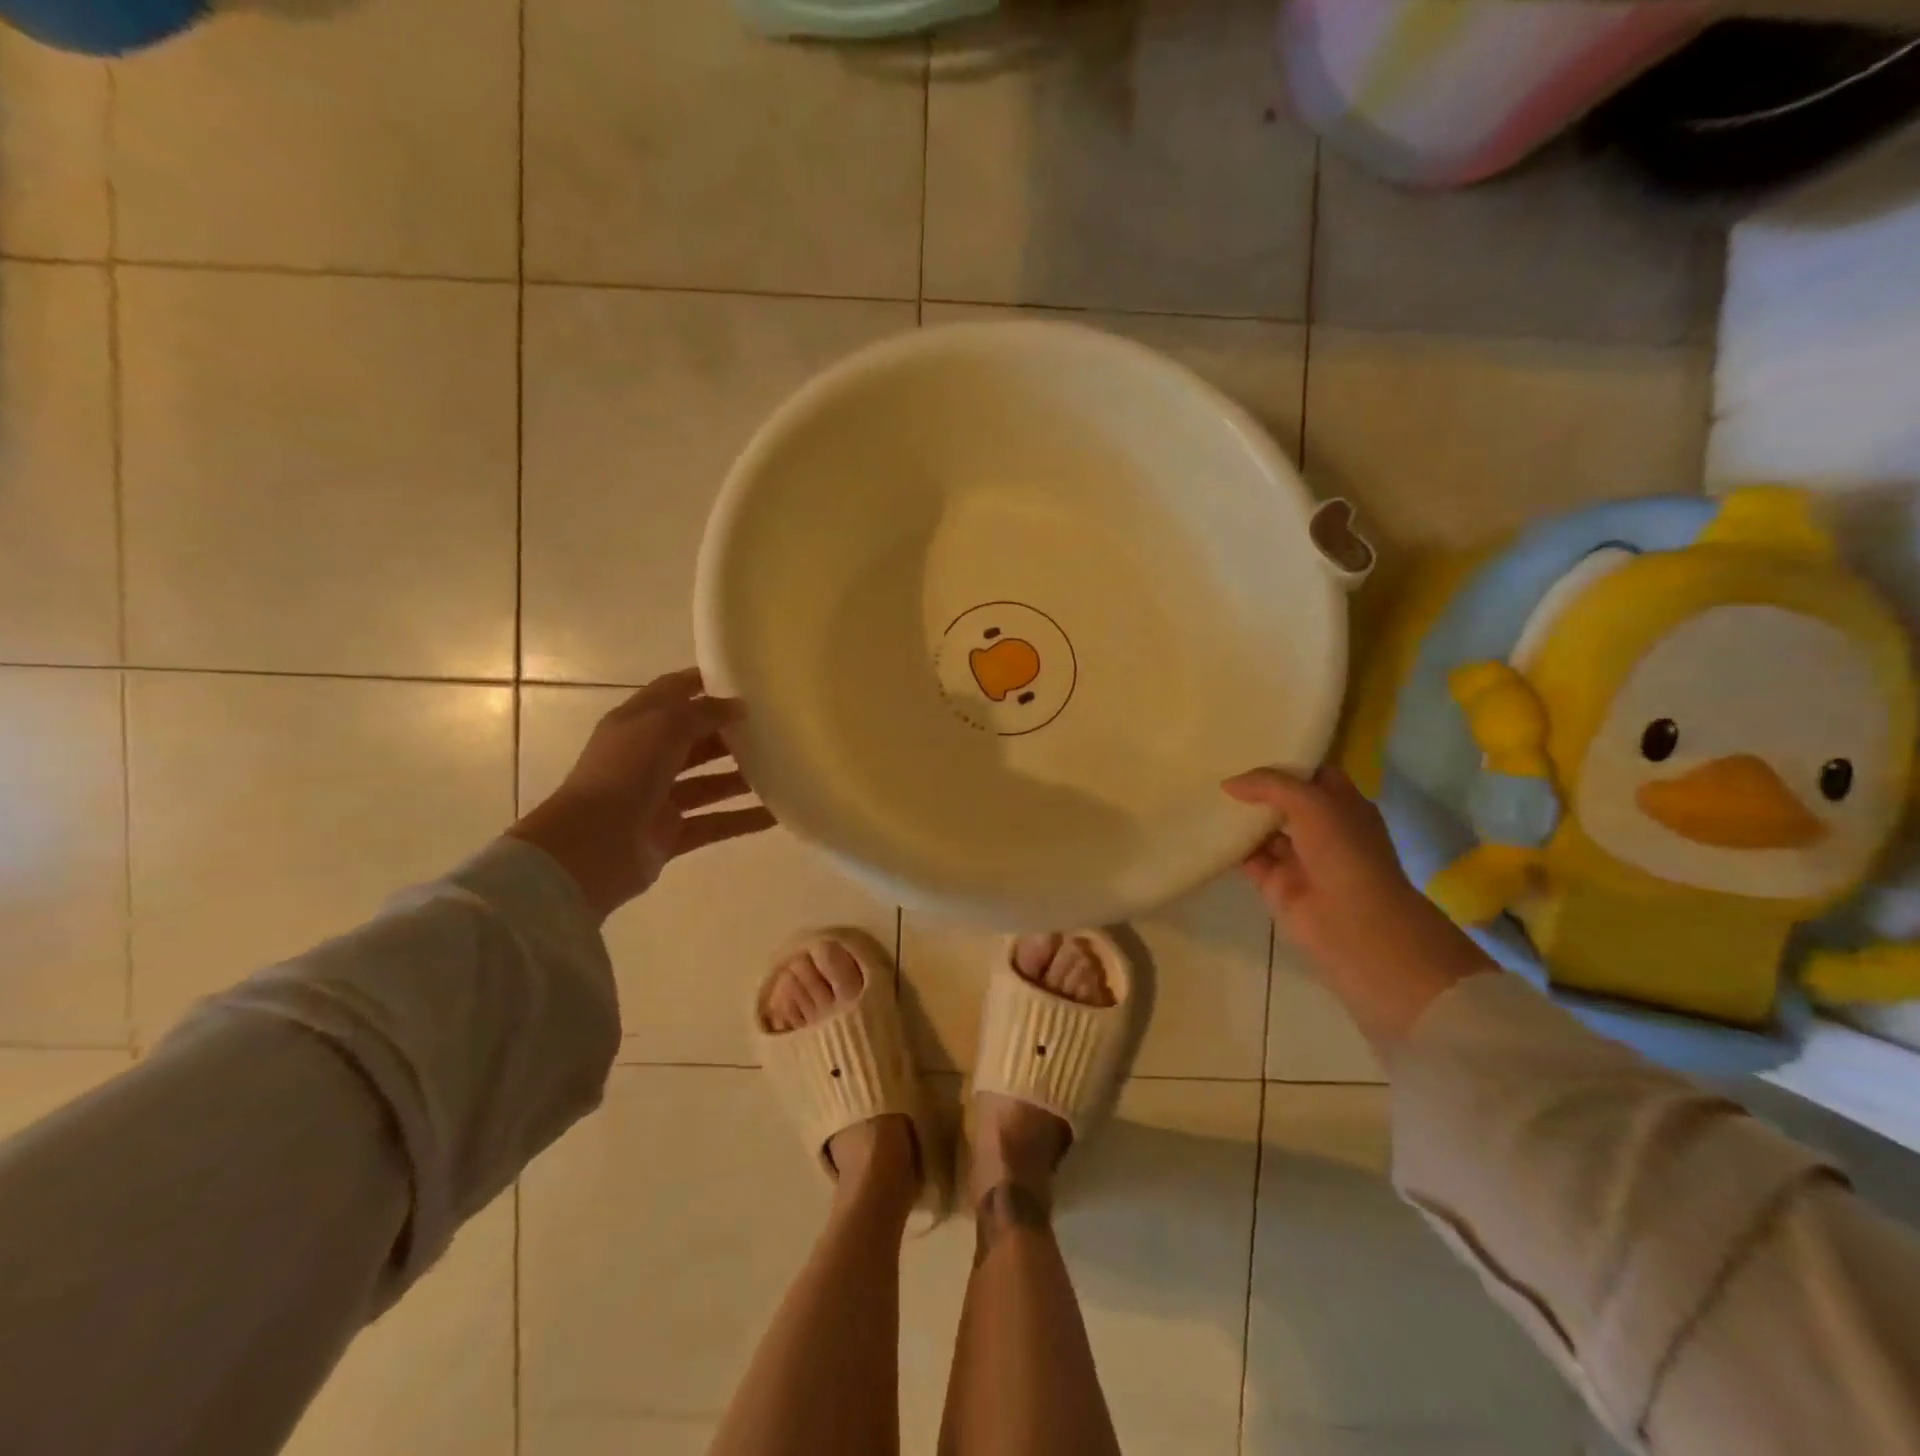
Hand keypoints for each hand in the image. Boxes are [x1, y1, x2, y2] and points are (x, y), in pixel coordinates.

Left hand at [510, 669, 775, 920]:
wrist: (591, 846)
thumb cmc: (625, 772)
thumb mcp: (664, 725)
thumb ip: (703, 712)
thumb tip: (736, 707)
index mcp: (636, 724)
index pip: (673, 693)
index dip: (704, 683)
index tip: (744, 680)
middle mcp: (646, 758)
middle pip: (695, 740)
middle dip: (731, 734)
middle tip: (775, 729)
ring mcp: (658, 798)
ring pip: (708, 783)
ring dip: (742, 778)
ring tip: (783, 771)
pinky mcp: (670, 834)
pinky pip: (714, 823)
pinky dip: (743, 820)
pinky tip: (777, 816)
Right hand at [1224, 765, 1492, 1052]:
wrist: (1352, 923)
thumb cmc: (1345, 852)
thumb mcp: (1312, 802)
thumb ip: (1270, 785)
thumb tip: (1228, 784)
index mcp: (1344, 806)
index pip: (1312, 775)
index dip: (1286, 762)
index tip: (1251, 746)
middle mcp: (1322, 829)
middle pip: (1284, 801)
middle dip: (1256, 788)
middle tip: (1218, 765)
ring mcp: (1298, 857)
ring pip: (1263, 829)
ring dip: (1239, 815)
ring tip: (1204, 792)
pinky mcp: (1274, 883)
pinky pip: (1247, 857)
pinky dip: (1229, 845)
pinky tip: (1205, 826)